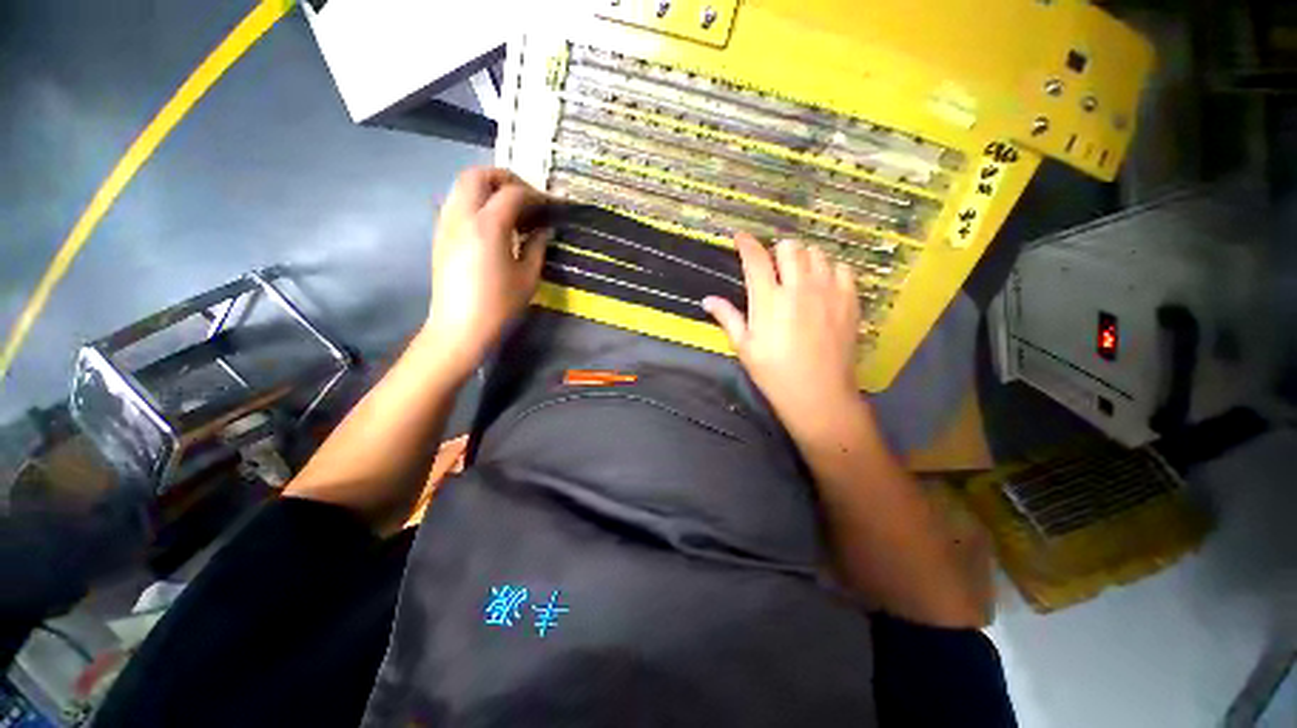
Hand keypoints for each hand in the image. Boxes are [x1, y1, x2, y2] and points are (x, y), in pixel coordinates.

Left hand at [424, 167, 550, 379]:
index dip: (536, 196)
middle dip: (505, 178)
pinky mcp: (440, 235)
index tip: (552, 205)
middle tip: (526, 196)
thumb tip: (545, 229)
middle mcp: (462, 215)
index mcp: (488, 225)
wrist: (460, 327)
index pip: (513, 194)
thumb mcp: (528, 276)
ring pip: (461, 185)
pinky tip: (492, 223)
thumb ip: (538, 246)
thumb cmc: (500, 305)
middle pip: (478, 175)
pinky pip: (456, 202)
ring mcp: (446, 223)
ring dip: (487, 187)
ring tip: (510, 208)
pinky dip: (475, 200)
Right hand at [703, 233, 861, 433]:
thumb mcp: (744, 347)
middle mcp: (799, 288)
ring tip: (797, 275)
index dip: (746, 243)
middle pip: (790, 247)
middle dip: (777, 251)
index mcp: (769, 300)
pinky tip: (822, 285)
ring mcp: (828, 291)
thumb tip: (707, 300)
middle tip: (773, 266)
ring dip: (803, 258)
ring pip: (817, 253)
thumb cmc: (774, 373)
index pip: (756, 258)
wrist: (818, 394)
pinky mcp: (850, 300)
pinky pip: (842, 268)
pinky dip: (829, 269)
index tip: (740, 237)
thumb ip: (728, 318)